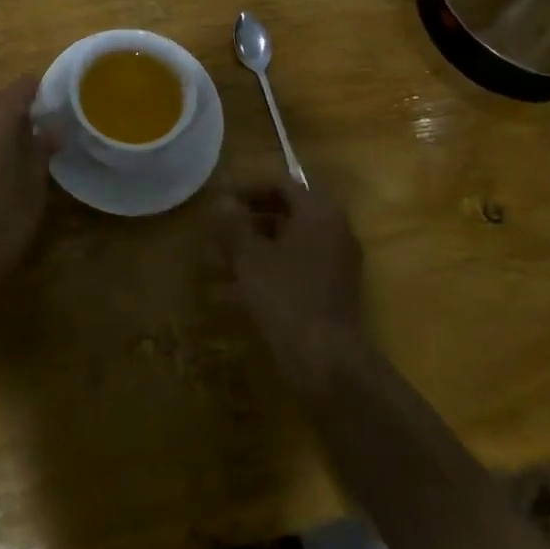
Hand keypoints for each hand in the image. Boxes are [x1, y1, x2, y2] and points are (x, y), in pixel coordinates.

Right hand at [214, 176, 365, 365]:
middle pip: (285, 213)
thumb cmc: (286, 297)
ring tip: (214, 263)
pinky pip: (294, 271)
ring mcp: (335, 264)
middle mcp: (333, 230)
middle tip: (217, 229)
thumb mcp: (251, 257)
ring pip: (287, 245)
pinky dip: (265, 274)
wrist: (328, 364)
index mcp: (319, 212)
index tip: (220, 200)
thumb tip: (222, 199)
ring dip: (251, 250)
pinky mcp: (331, 294)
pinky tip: (228, 295)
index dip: (247, 188)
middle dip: (248, 221)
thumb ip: (234, 224)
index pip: (281, 184)